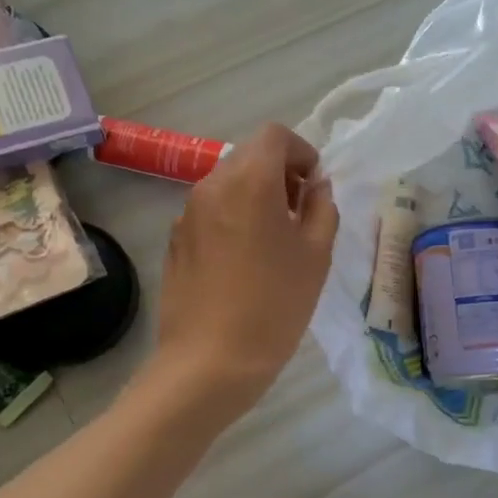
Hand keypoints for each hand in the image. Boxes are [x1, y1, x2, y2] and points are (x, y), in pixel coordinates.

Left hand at [151, 122, 339, 416]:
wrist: (210, 361)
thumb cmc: (274, 305)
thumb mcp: (316, 255)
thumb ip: (322, 208)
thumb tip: (316, 187)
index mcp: (250, 181)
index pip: (275, 136)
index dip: (302, 153)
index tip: (314, 189)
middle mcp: (212, 186)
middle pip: (249, 156)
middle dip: (279, 174)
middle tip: (299, 215)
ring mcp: (187, 213)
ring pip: (227, 184)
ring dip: (255, 196)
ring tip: (273, 241)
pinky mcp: (175, 241)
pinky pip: (209, 212)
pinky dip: (232, 218)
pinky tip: (243, 263)